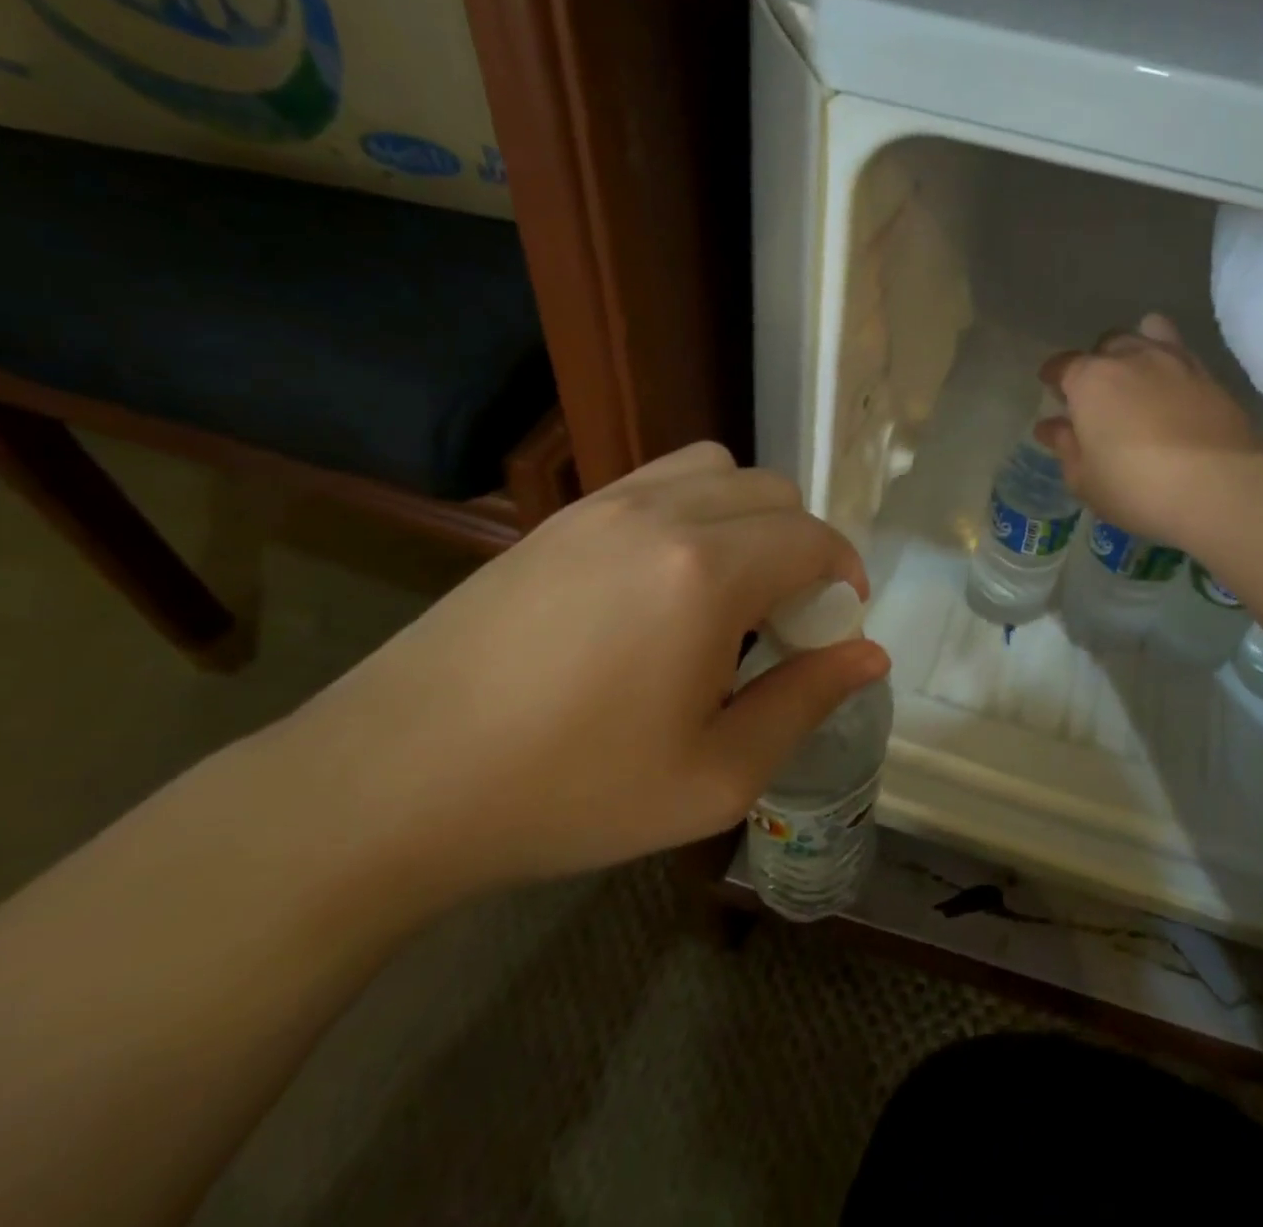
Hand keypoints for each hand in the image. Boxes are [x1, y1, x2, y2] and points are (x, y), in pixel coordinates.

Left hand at [276, 442, 889, 893]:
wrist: (391, 783)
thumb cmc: (568, 792)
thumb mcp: (714, 776)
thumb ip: (806, 703)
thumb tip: (871, 656)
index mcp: (706, 573)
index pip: (813, 539)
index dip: (844, 574)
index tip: (838, 622)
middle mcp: (662, 515)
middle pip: (773, 491)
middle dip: (803, 544)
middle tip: (785, 615)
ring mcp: (603, 506)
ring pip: (716, 469)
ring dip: (750, 514)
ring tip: (731, 585)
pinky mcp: (560, 517)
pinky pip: (657, 480)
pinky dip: (694, 506)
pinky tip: (666, 577)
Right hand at [1036, 313, 1260, 547]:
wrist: (1217, 488)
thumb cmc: (1134, 486)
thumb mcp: (1084, 478)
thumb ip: (1066, 446)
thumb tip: (1051, 426)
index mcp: (1091, 379)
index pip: (1064, 365)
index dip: (1054, 375)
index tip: (1050, 387)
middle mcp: (1133, 358)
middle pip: (1108, 343)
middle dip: (1097, 361)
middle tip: (1096, 391)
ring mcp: (1177, 362)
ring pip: (1151, 334)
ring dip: (1138, 349)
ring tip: (1137, 376)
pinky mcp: (1212, 378)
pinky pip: (1184, 357)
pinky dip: (1171, 367)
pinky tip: (1172, 393)